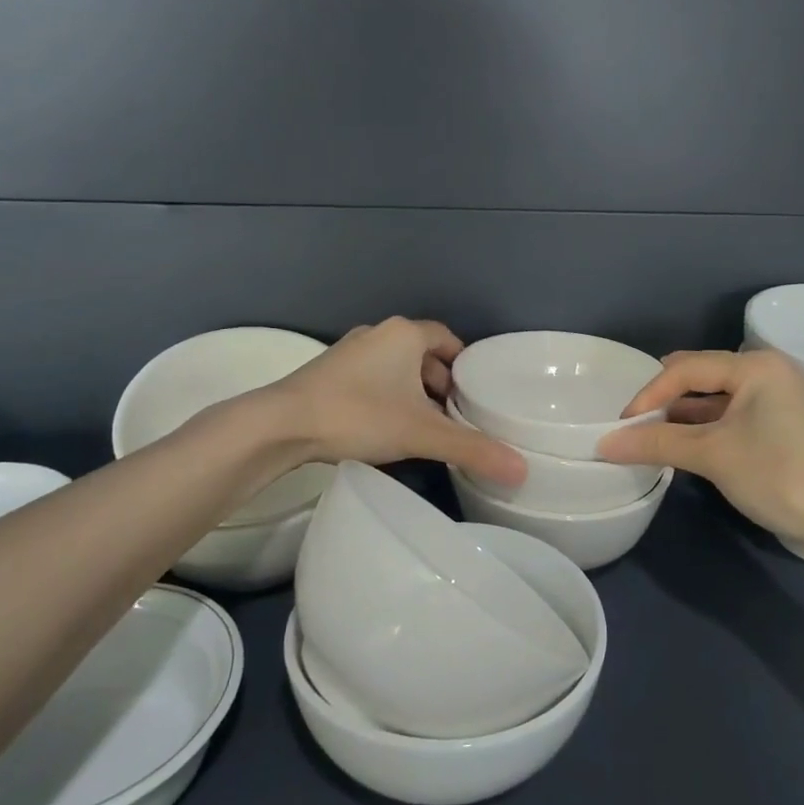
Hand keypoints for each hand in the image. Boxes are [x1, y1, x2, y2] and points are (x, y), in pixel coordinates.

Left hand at [268, 317, 525, 485]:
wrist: (281, 424)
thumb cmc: (359, 415)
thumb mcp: (421, 434)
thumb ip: (472, 449)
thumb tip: (521, 470)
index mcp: (405, 334)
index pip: (447, 338)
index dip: (464, 363)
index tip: (475, 393)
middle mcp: (378, 334)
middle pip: (422, 354)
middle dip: (440, 382)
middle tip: (454, 416)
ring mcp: (349, 351)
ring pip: (395, 367)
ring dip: (412, 391)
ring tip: (424, 426)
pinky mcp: (328, 372)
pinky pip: (371, 378)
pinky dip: (386, 396)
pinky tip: (386, 427)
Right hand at [596, 348, 803, 548]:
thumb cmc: (778, 475)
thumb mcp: (712, 455)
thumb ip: (656, 443)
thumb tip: (604, 443)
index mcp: (755, 365)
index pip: (686, 368)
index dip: (649, 394)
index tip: (622, 424)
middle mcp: (767, 372)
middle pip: (700, 376)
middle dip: (664, 400)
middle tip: (634, 426)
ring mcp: (777, 398)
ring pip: (715, 398)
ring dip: (683, 416)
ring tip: (651, 439)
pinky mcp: (781, 424)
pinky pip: (731, 415)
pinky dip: (705, 428)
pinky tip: (684, 447)